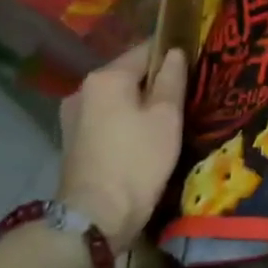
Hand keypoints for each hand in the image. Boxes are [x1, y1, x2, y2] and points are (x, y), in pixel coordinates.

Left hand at [58, 43, 186, 243]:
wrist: (95, 218)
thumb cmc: (137, 160)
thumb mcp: (166, 116)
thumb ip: (172, 79)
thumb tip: (174, 52)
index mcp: (106, 77)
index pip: (145, 50)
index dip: (171, 53)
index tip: (194, 64)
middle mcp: (83, 89)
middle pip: (129, 74)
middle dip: (155, 81)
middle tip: (184, 96)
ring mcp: (73, 116)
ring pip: (117, 98)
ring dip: (139, 103)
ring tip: (166, 118)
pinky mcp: (73, 141)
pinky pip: (106, 117)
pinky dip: (125, 120)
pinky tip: (143, 137)